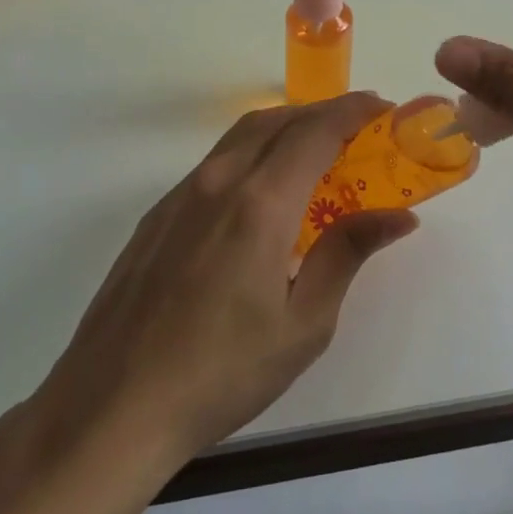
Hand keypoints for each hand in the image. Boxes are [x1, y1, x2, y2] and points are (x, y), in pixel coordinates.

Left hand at [30, 92, 416, 470]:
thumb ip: (347, 254)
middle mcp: (218, 182)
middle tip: (356, 129)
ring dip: (284, 127)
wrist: (113, 406)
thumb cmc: (222, 372)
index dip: (351, 111)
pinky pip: (214, 163)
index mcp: (259, 203)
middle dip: (320, 112)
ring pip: (240, 136)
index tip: (381, 107)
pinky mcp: (157, 215)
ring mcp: (181, 195)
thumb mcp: (303, 323)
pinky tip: (261, 193)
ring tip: (315, 152)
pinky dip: (251, 153)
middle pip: (275, 120)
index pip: (314, 131)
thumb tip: (398, 215)